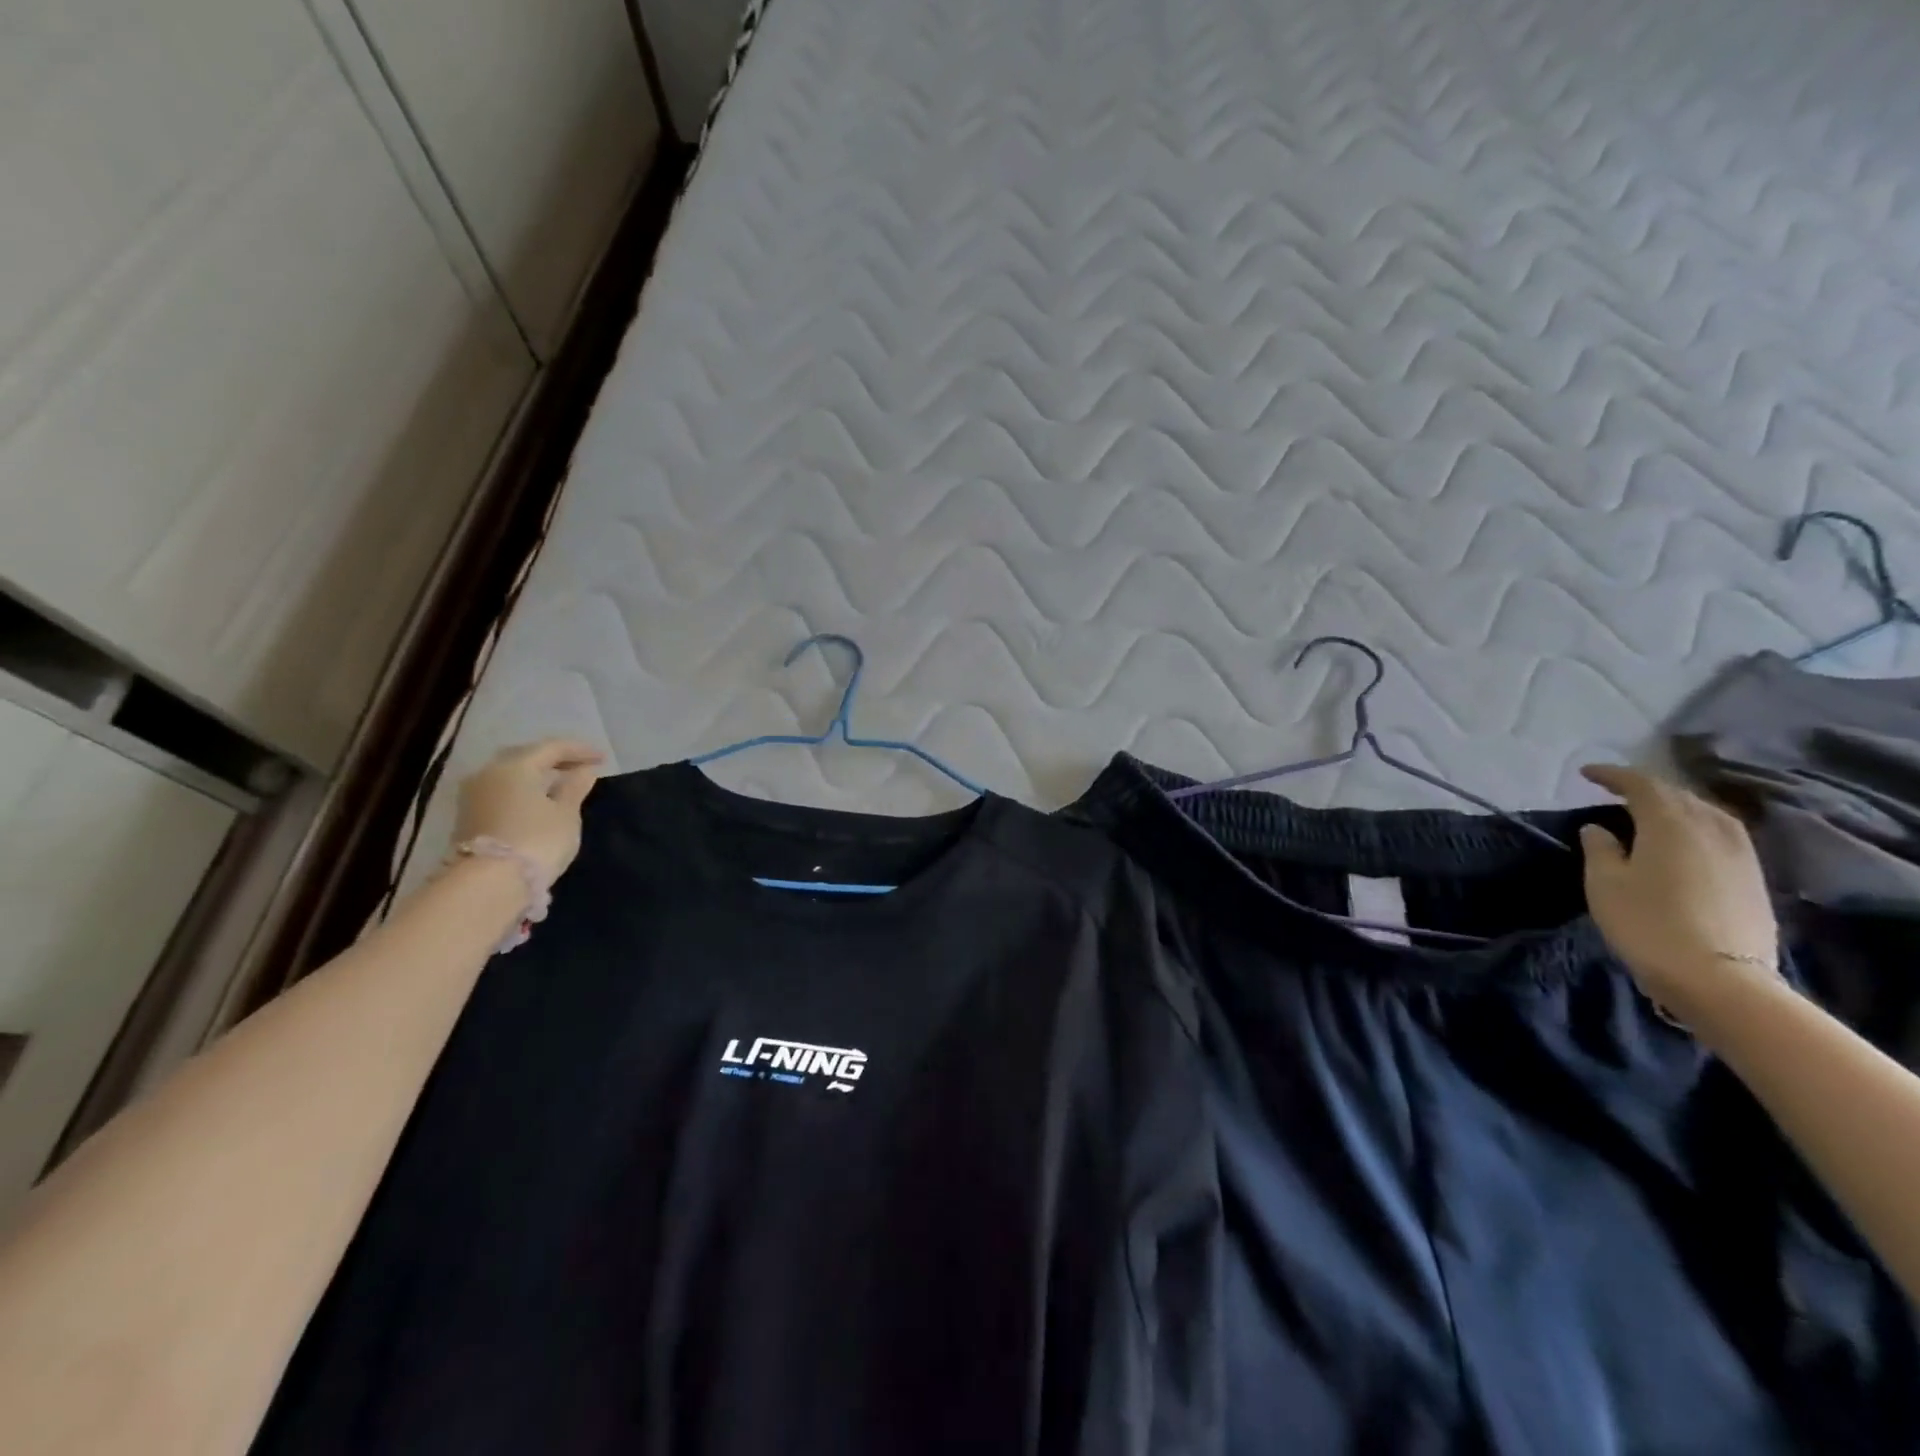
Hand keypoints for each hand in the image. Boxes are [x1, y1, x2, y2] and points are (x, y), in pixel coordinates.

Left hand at [451, 739, 604, 882]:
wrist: (487, 885)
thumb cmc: (536, 841)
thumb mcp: (566, 814)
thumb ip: (575, 788)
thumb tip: (585, 770)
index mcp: (516, 766)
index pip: (552, 748)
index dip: (580, 750)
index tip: (603, 759)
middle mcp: (489, 772)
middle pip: (526, 756)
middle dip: (553, 759)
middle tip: (579, 767)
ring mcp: (473, 794)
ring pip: (510, 774)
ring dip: (535, 775)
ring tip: (559, 784)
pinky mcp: (467, 816)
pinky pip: (500, 790)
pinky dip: (521, 789)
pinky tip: (537, 800)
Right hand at [1577, 764, 1779, 1020]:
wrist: (1718, 979)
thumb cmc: (1647, 923)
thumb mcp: (1604, 883)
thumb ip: (1600, 848)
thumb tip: (1599, 828)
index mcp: (1671, 823)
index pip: (1641, 785)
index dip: (1612, 775)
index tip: (1586, 774)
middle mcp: (1712, 829)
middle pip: (1678, 795)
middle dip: (1645, 789)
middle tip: (1615, 793)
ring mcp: (1741, 854)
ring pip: (1706, 814)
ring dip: (1676, 807)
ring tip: (1651, 814)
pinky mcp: (1754, 878)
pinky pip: (1721, 835)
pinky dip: (1696, 827)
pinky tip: (1684, 841)